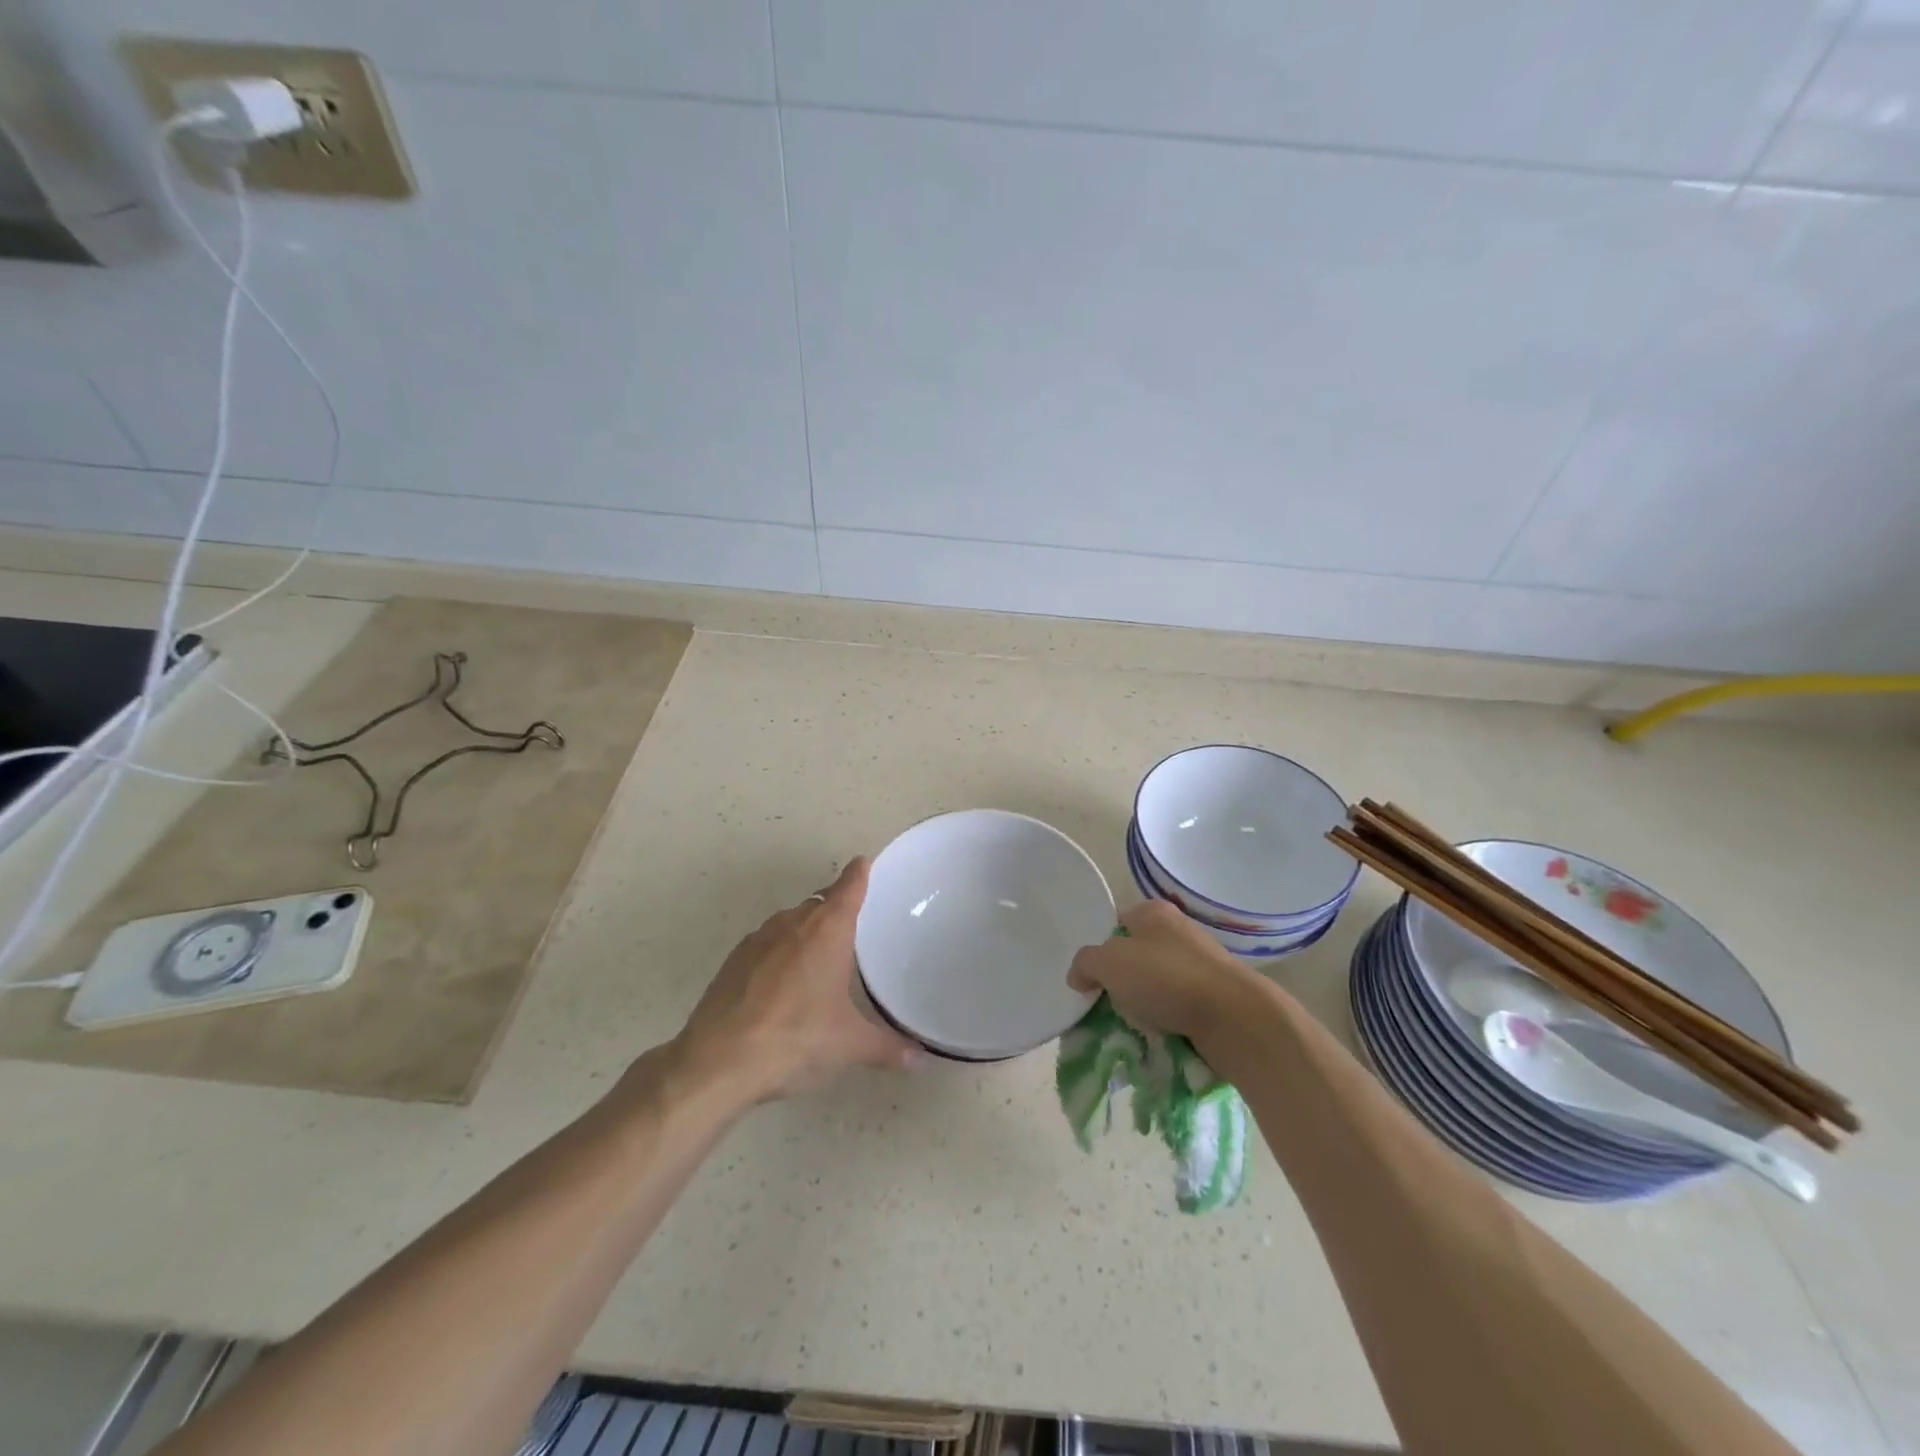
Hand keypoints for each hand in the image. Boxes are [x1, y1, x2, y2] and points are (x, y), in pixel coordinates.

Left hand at [671, 857, 918, 1104]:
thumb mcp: (849, 1046)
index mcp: (828, 930)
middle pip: (819, 901)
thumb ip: (888, 1048)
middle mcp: (793, 923)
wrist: (717, 1061)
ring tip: (819, 957)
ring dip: (806, 930)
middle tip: (853, 924)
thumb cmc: (795, 1039)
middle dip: (835, 906)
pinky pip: (766, 943)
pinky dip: (779, 952)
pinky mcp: (733, 960)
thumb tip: (920, 1058)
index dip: (859, 874)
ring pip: (790, 921)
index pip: (849, 887)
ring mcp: (758, 939)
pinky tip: (782, 984)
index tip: (864, 863)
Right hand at [1067, 899, 1257, 1042]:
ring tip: (1130, 1027)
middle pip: (1135, 955)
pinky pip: (1178, 1007)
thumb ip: (1085, 963)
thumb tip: (1078, 976)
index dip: (1099, 947)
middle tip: (1104, 1005)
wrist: (1234, 1017)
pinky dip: (1166, 1021)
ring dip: (1143, 1006)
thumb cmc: (1166, 977)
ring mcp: (1200, 964)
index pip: (1116, 922)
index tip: (1089, 976)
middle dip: (1120, 982)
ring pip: (1156, 984)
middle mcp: (1179, 931)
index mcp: (1154, 912)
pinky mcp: (1215, 996)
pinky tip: (1157, 1037)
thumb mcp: (1109, 962)